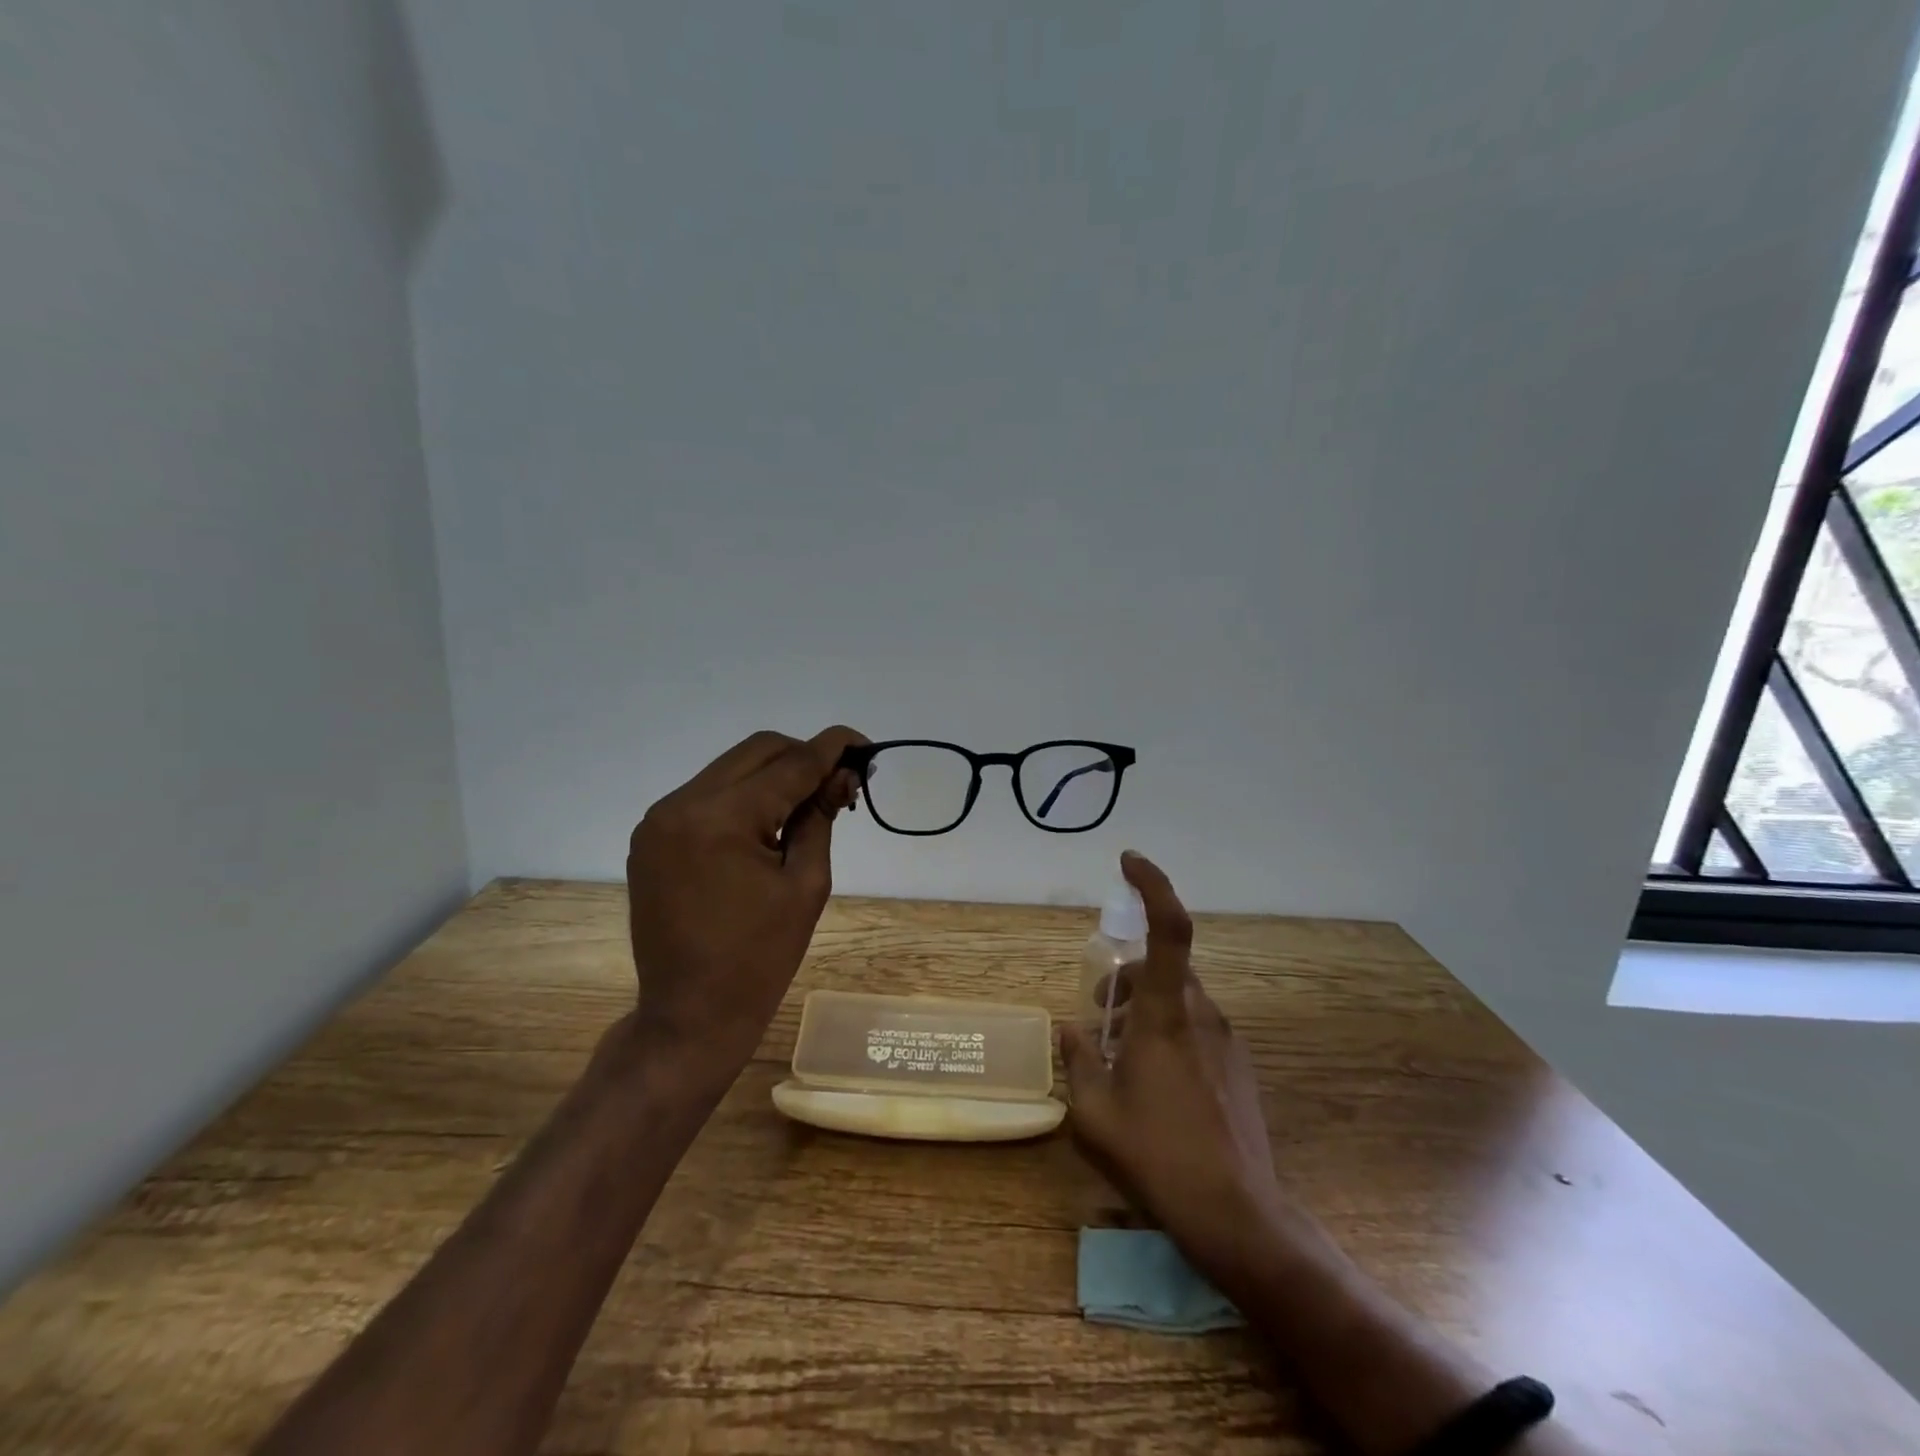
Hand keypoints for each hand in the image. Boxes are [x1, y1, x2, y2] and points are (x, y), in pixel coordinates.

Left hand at [626, 726, 865, 1100]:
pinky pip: (707, 795)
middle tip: (838, 783)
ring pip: (730, 768)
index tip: (864, 744)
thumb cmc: (760, 959)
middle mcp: (680, 805)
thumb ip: (820, 818)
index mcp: (720, 819)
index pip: (790, 763)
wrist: (689, 1015)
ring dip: (773, 776)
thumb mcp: (806, 884)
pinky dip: (743, 797)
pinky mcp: (651, 837)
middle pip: (757, 751)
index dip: (832, 748)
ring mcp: (658, 820)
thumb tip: (840, 775)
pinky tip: (766, 824)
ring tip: (806, 806)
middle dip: (803, 757)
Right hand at [1061, 851, 1298, 1284]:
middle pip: (1165, 966)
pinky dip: (1169, 1030)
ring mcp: (1226, 1041)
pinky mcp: (1238, 1067)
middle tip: (1100, 1015)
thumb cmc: (1158, 1157)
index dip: (1152, 885)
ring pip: (1181, 997)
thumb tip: (1068, 1031)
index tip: (1128, 862)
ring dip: (1147, 1007)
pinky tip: (1155, 1080)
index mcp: (1166, 1015)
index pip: (1169, 928)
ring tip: (1120, 1053)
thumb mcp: (1094, 1114)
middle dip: (1129, 976)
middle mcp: (1202, 1015)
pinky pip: (1198, 1026)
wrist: (1238, 1215)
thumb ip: (1077, 1061)